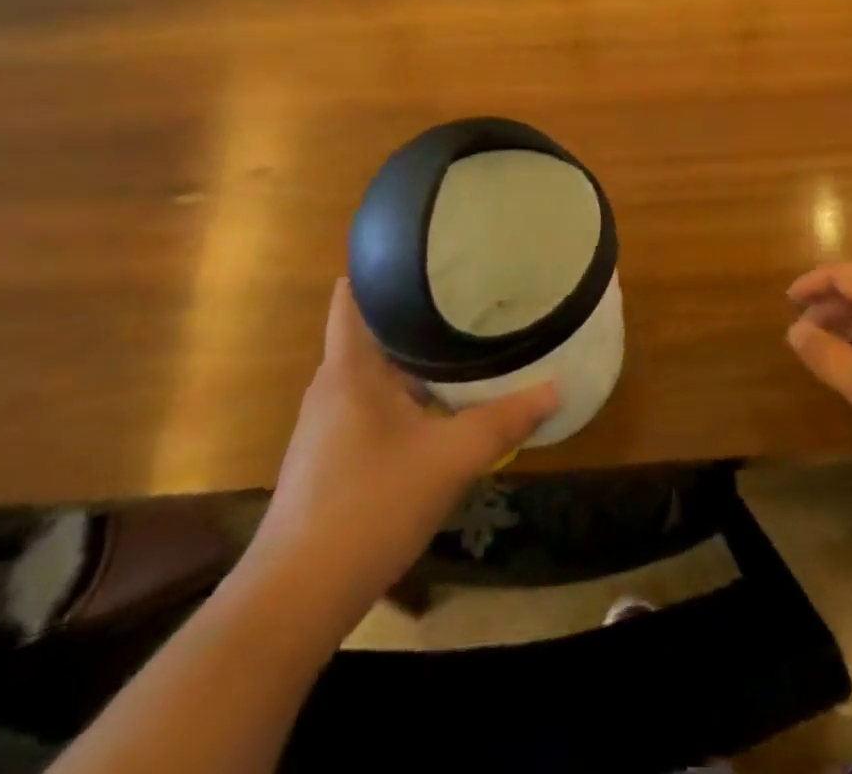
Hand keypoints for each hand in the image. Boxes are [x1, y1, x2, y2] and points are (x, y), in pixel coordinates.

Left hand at [244, 278, 557, 632]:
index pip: (353, 296)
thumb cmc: (368, 506)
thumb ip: (505, 420)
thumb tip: (557, 386)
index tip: (429, 252)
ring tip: (463, 342)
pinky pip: (371, 405)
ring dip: (412, 359)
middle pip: (372, 331)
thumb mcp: (449, 459)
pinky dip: (404, 394)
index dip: (385, 269)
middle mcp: (332, 386)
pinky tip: (438, 407)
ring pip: (374, 372)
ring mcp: (326, 425)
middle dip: (417, 314)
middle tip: (469, 294)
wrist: (294, 599)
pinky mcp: (329, 457)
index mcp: (349, 368)